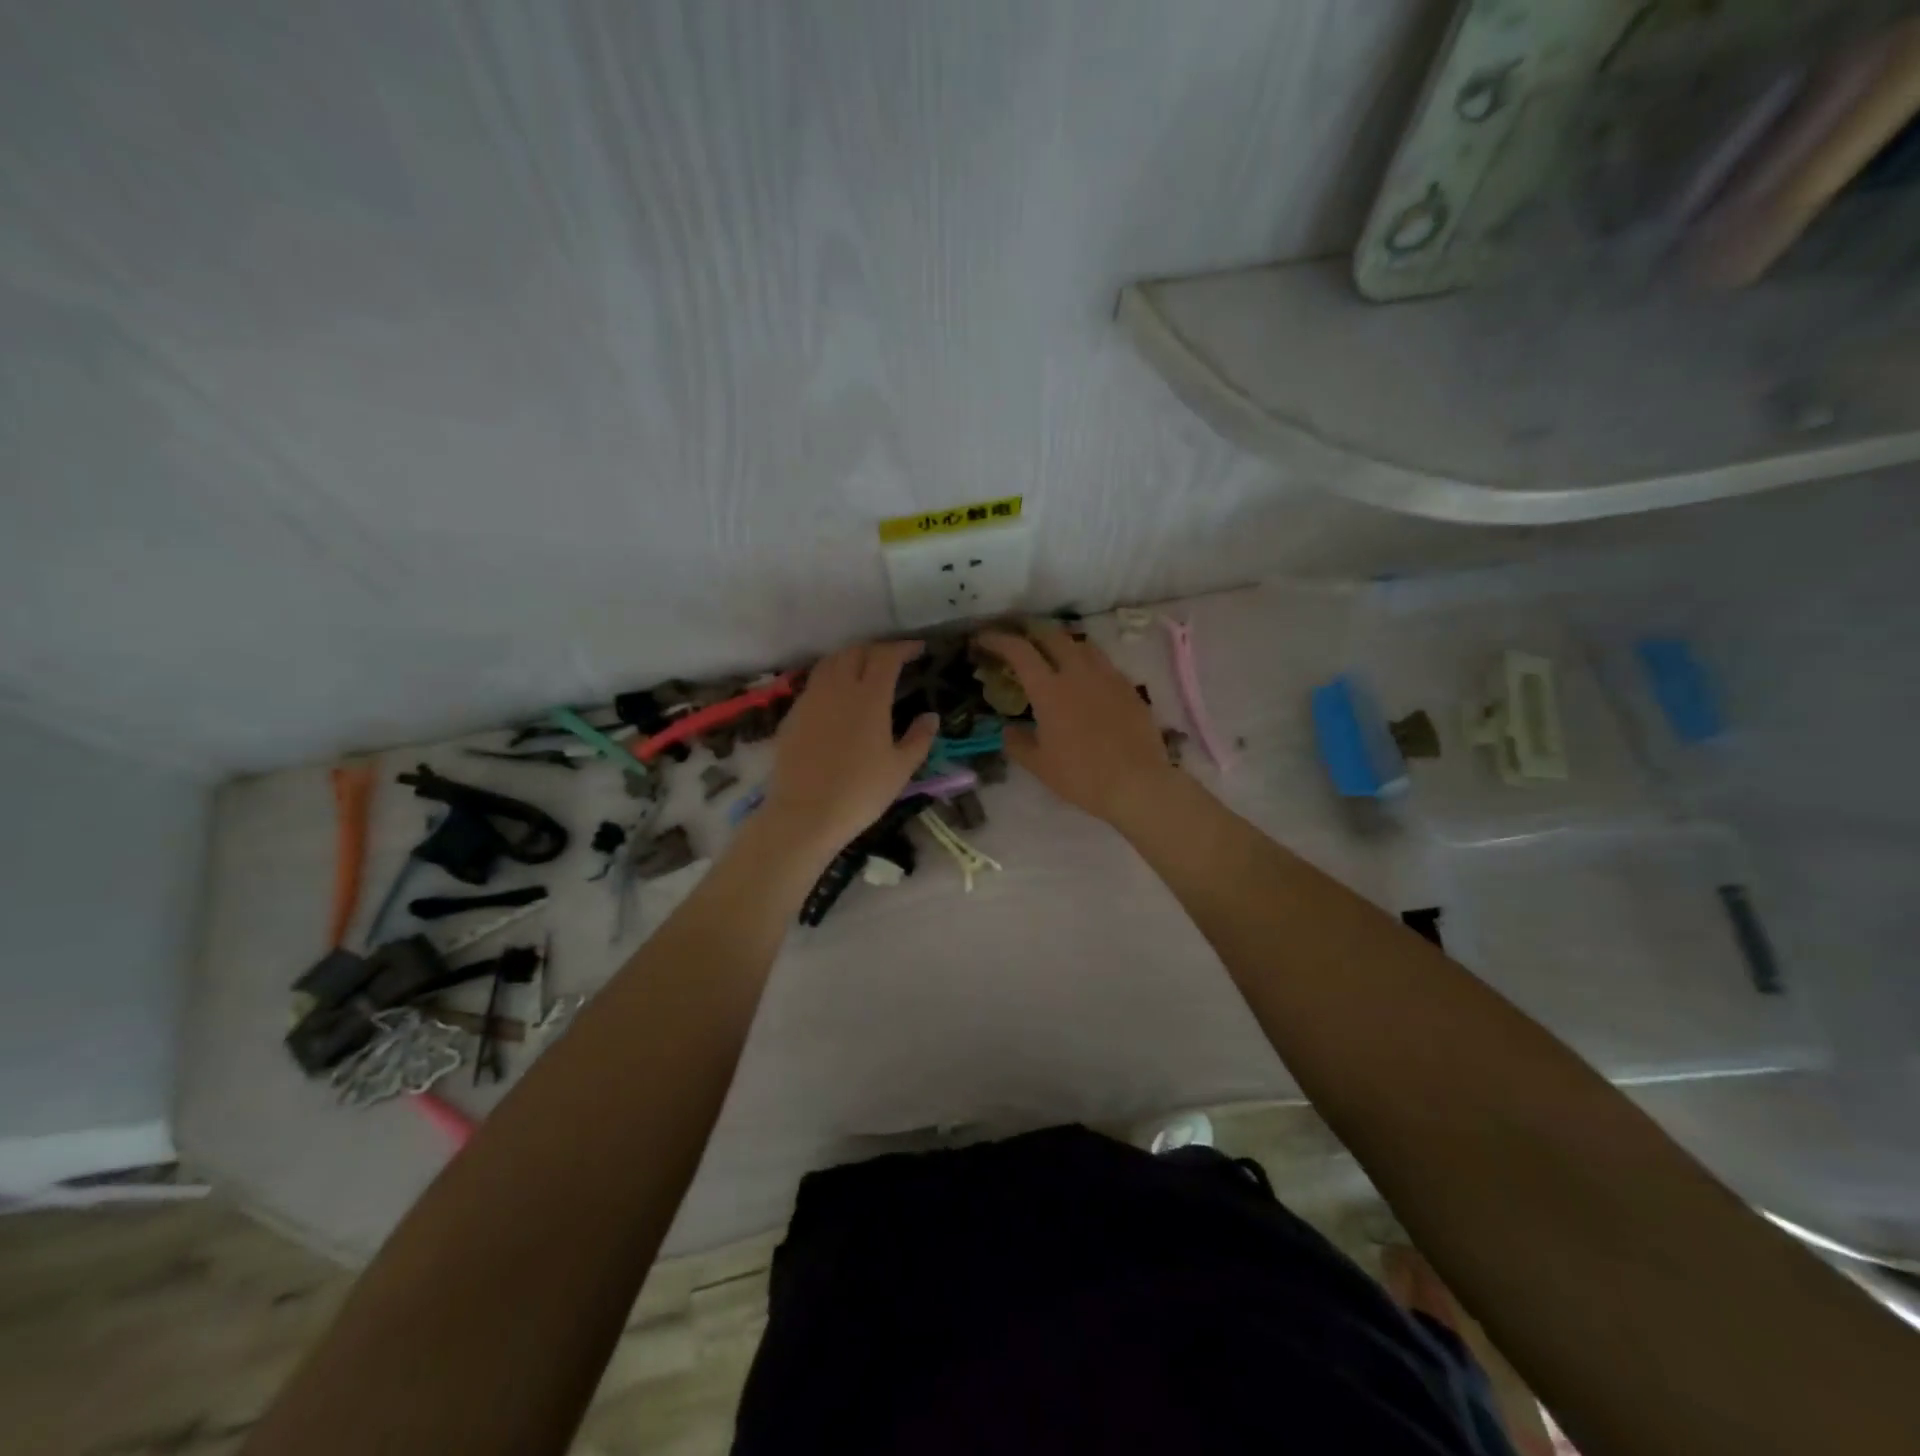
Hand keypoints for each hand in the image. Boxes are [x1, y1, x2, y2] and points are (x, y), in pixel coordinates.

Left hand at [761, 641, 937, 856]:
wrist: (804, 814)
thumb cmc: (860, 792)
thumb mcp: (901, 769)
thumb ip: (919, 738)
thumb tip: (930, 716)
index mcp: (869, 696)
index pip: (886, 656)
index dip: (903, 648)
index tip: (917, 649)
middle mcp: (837, 688)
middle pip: (855, 652)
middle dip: (876, 650)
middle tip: (891, 660)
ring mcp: (810, 699)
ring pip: (830, 663)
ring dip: (850, 659)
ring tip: (862, 671)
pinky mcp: (792, 715)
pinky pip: (814, 684)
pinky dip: (830, 679)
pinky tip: (836, 698)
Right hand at [974, 625, 1176, 825]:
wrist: (1137, 784)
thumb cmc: (1081, 776)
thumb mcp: (1039, 765)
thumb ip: (1018, 743)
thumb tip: (1008, 730)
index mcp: (1050, 689)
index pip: (1019, 651)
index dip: (998, 640)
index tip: (983, 639)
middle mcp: (1078, 673)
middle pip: (1052, 636)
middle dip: (1030, 633)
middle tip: (1019, 642)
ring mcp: (1107, 676)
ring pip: (1081, 644)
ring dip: (1061, 643)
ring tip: (1053, 655)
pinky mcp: (1129, 687)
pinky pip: (1103, 663)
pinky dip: (1086, 662)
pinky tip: (1085, 680)